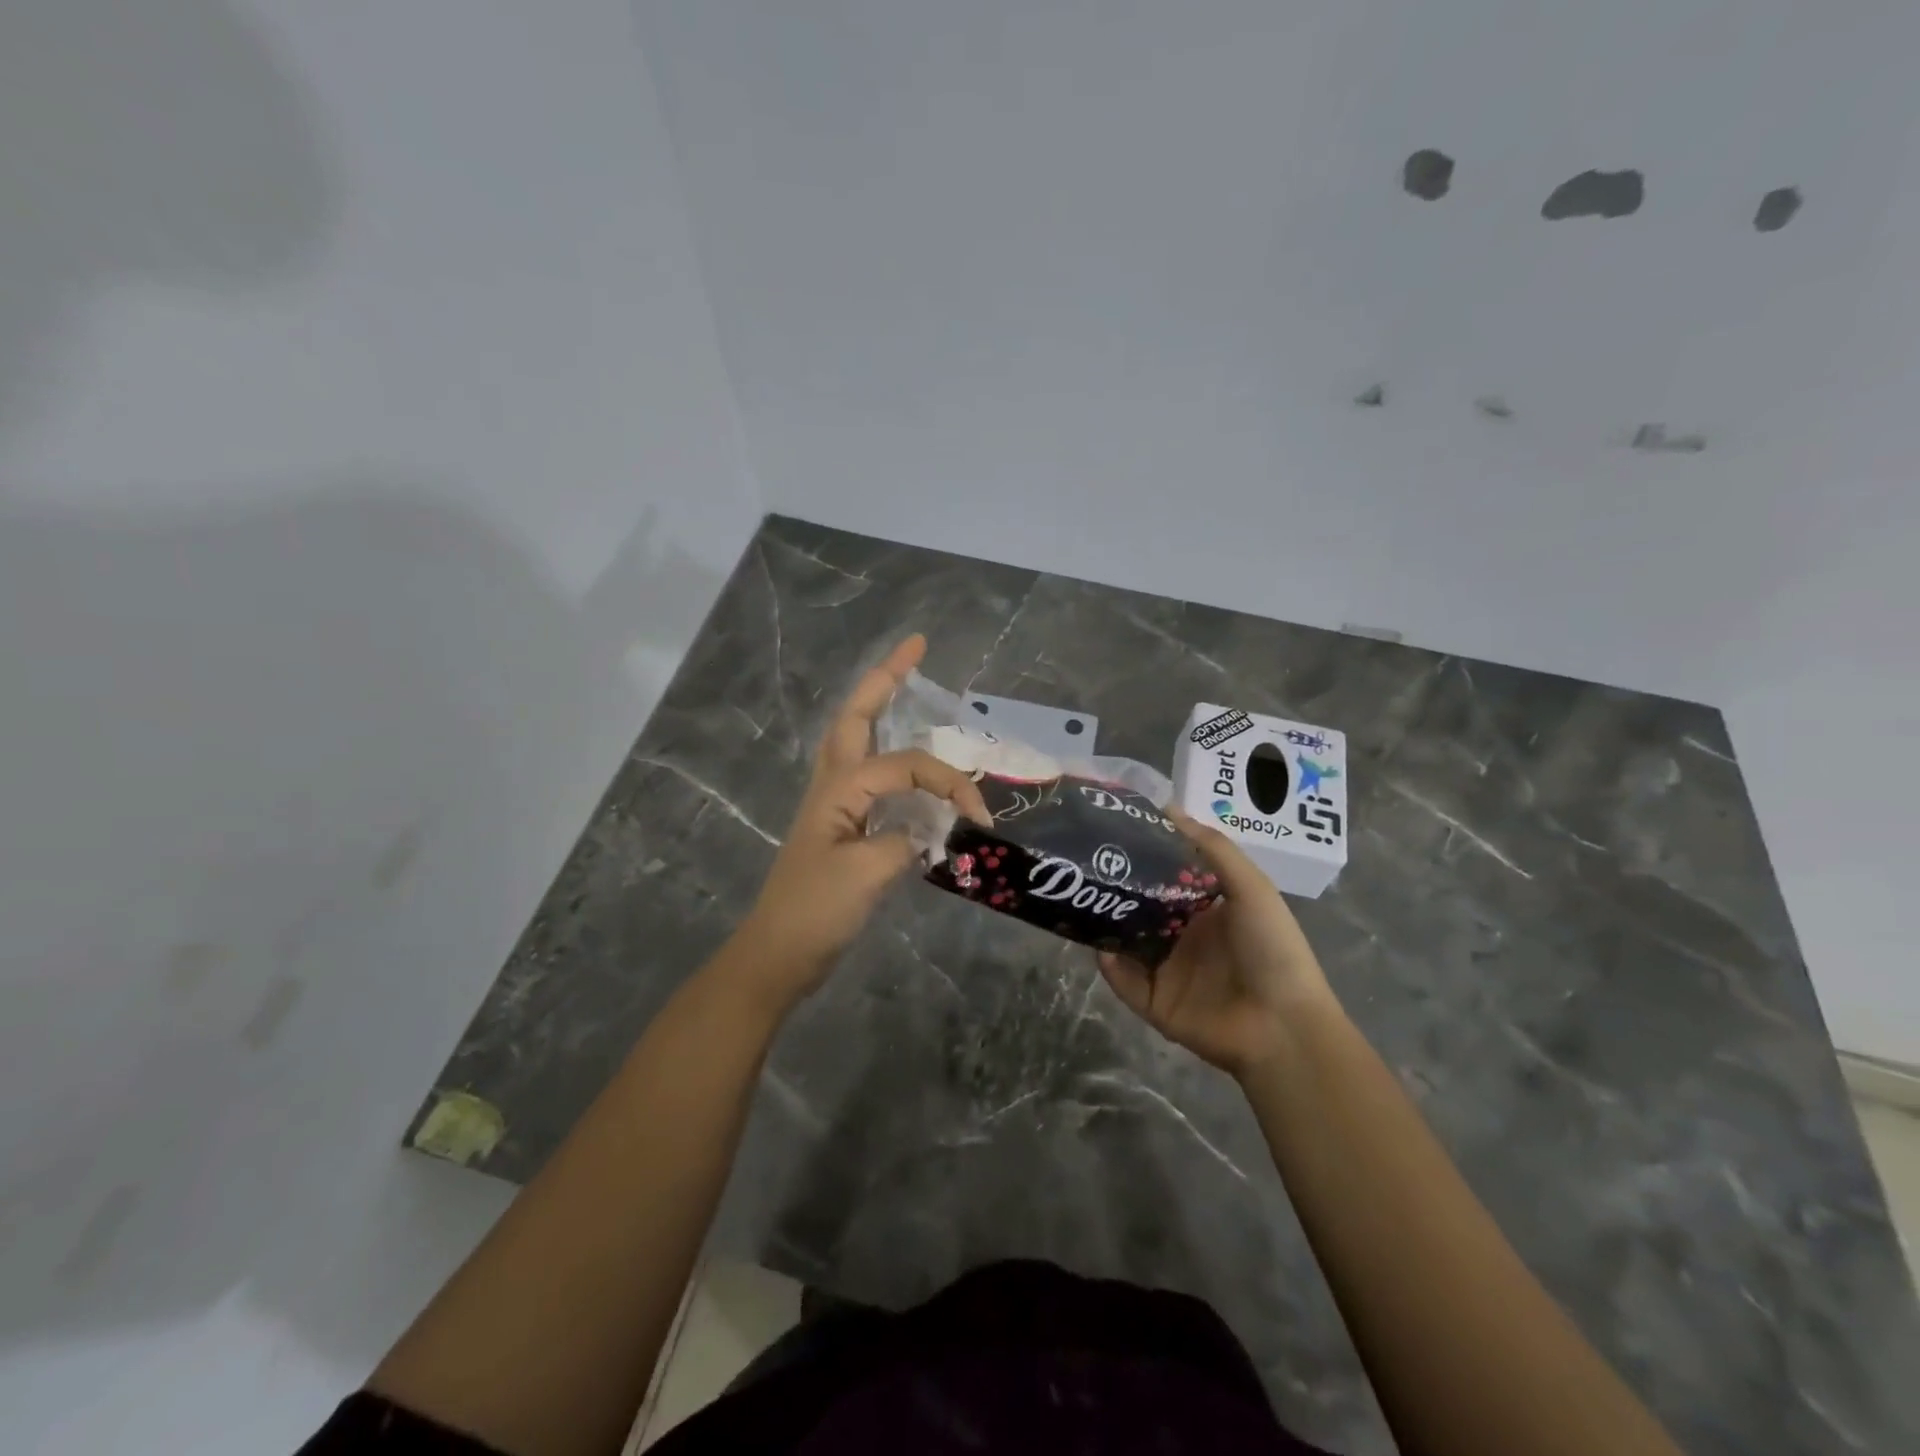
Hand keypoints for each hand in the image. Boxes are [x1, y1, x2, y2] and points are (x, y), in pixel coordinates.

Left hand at [732, 635, 991, 1009]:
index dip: (947, 782)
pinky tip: (905, 764)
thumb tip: (933, 829)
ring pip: (856, 740)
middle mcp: (833, 785)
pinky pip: (868, 775)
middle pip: (857, 718)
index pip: (906, 765)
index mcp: (839, 789)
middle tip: (915, 649)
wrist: (778, 955)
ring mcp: (834, 804)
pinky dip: (887, 754)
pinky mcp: (841, 827)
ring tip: (903, 683)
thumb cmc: (816, 912)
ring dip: (878, 707)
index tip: (979, 817)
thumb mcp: (865, 875)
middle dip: (885, 679)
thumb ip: (906, 841)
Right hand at [1098, 806, 1336, 1079]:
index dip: (1145, 856)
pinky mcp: (1155, 1003)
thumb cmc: (1271, 949)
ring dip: (1107, 923)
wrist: (1282, 1027)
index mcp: (1207, 910)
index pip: (1167, 877)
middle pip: (1141, 907)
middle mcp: (1184, 937)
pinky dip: (1108, 965)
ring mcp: (1167, 971)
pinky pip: (1123, 981)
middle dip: (1118, 887)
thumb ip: (1213, 848)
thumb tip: (1168, 807)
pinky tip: (1097, 944)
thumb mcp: (1250, 888)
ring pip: (1126, 942)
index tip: (1115, 830)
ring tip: (1080, 897)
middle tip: (1088, 860)